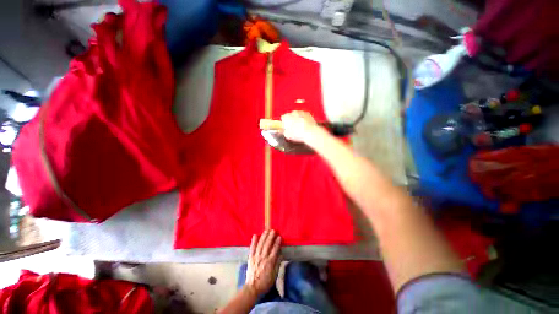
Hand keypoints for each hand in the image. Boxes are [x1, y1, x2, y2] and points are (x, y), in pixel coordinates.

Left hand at [245, 230, 281, 295]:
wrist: (252, 288)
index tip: (279, 236)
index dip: (277, 243)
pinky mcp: (250, 257)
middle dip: (270, 237)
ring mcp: (256, 257)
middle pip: (267, 245)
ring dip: (264, 237)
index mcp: (270, 262)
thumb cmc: (265, 282)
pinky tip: (255, 235)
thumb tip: (281, 254)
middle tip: (273, 230)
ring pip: (260, 245)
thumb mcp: (274, 275)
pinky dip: (253, 241)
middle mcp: (263, 258)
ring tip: (266, 230)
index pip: (274, 250)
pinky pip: (252, 248)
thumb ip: (278, 264)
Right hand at [281, 111, 320, 143]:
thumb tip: (283, 131)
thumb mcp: (287, 135)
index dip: (284, 123)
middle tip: (292, 127)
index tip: (285, 127)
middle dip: (290, 120)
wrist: (310, 133)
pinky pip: (303, 116)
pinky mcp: (308, 114)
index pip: (283, 118)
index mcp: (286, 117)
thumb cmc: (298, 134)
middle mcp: (293, 112)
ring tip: (299, 127)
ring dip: (297, 119)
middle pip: (290, 115)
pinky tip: (304, 125)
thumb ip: (283, 131)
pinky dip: (303, 119)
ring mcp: (301, 112)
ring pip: (297, 115)